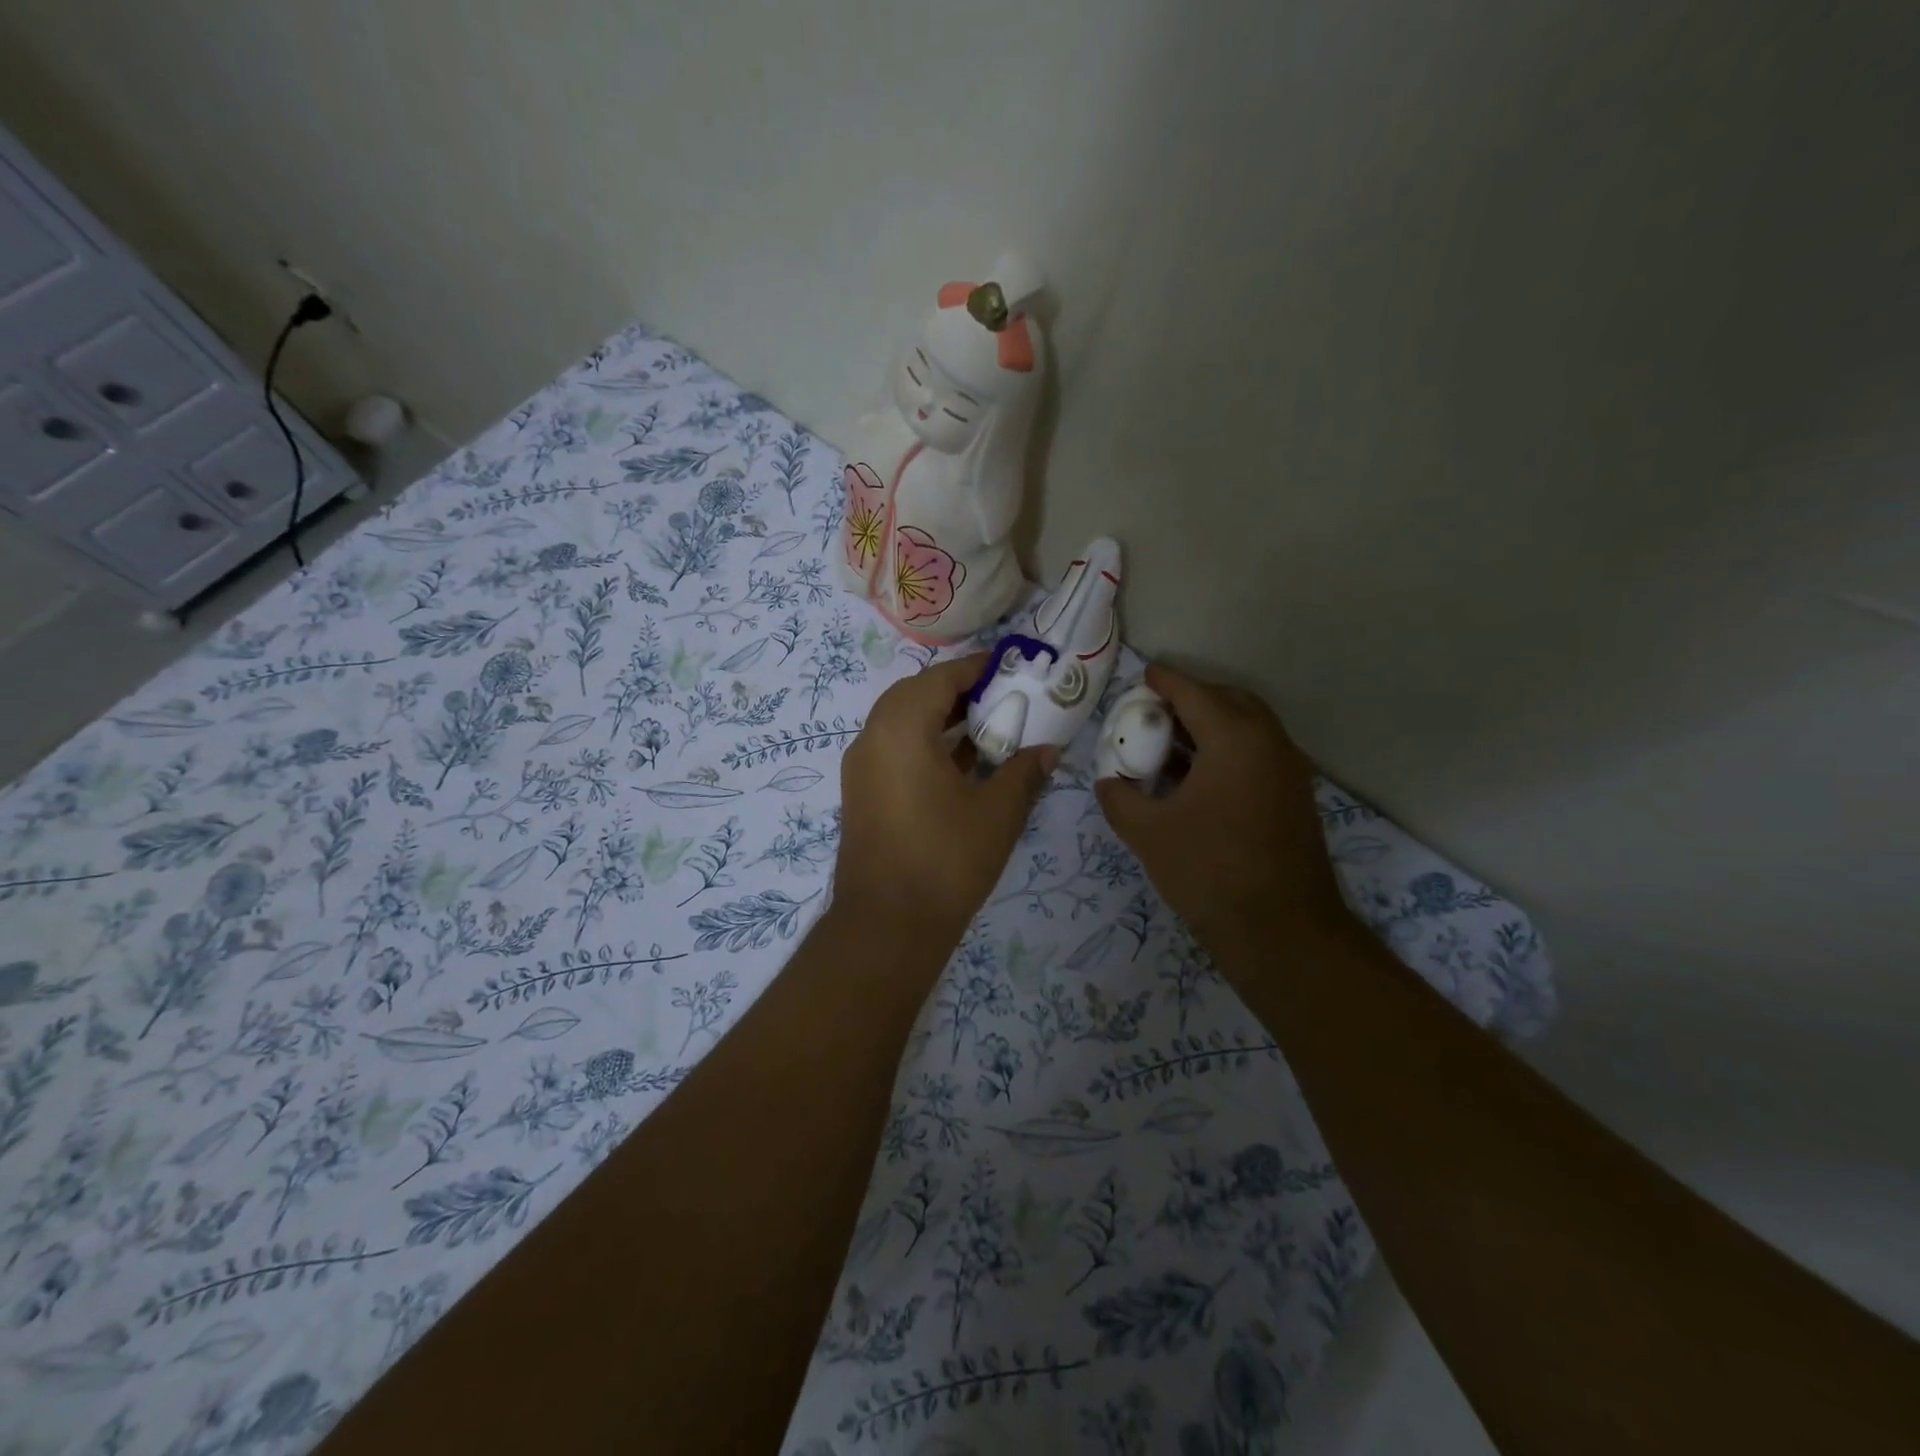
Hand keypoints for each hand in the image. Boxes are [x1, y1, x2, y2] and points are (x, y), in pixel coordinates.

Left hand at [835, 653, 1055, 943]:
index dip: (975, 668)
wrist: (888, 926)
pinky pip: (894, 750)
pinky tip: (962, 763)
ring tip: (987, 726)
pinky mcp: (862, 794)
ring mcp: (861, 768)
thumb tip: (1049, 751)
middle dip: (957, 691)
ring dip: (940, 718)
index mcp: (900, 729)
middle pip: (914, 695)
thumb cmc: (946, 859)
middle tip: (999, 696)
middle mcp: (872, 739)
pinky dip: (925, 745)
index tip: (1009, 667)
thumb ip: (1024, 772)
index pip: (939, 679)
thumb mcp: (998, 812)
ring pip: (901, 724)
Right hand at [1095, 663, 1349, 955]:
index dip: (1164, 681)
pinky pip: (1258, 753)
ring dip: (1212, 724)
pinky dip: (1228, 749)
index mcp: (1234, 738)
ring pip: (1248, 727)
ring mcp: (1289, 769)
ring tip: (1172, 743)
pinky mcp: (1294, 796)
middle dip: (1193, 697)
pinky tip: (1199, 778)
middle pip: (1229, 700)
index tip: (1143, 676)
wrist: (1281, 930)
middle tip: (1157, 710)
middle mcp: (1269, 742)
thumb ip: (1119, 798)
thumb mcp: (1147, 833)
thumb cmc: (1209, 871)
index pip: (1193, 693)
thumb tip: (1109, 782)